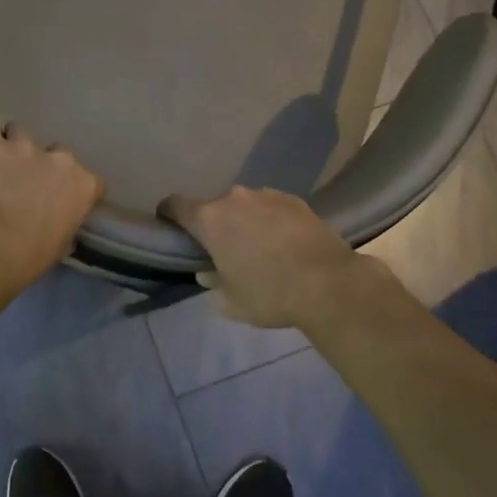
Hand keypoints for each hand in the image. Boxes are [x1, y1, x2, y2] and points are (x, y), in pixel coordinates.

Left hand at [0, 104, 103, 294]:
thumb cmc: (29, 256)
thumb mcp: (58, 247)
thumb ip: (63, 227)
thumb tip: (60, 228)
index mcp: (83, 186)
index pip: (90, 180)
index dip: (75, 190)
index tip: (64, 201)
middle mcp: (60, 160)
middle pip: (57, 153)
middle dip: (44, 165)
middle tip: (29, 184)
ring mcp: (25, 147)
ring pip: (22, 133)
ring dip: (14, 144)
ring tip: (2, 158)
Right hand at [160, 186, 364, 328]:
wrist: (329, 284)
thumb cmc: (269, 294)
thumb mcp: (231, 301)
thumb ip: (212, 283)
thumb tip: (207, 272)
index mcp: (209, 219)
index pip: (175, 205)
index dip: (168, 214)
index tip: (170, 227)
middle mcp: (234, 198)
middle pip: (213, 207)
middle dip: (214, 225)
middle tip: (224, 250)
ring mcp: (266, 195)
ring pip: (244, 205)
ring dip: (244, 221)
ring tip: (260, 247)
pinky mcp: (294, 199)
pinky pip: (270, 207)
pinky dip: (270, 220)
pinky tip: (284, 243)